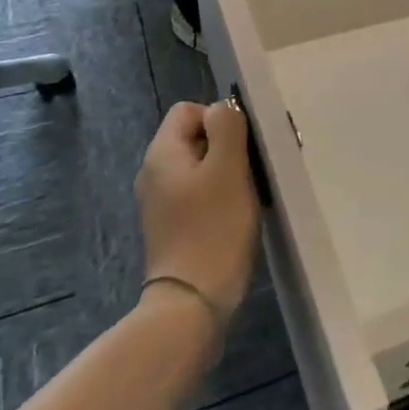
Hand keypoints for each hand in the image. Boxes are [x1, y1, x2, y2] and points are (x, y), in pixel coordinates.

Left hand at [136, 101, 259, 319]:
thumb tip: (223, 107)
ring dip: (228, 171)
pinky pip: (199, 193)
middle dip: (227, 145)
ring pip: (200, 166)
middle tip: (254, 167)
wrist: (193, 301)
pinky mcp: (174, 225)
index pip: (188, 109)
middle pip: (195, 137)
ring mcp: (162, 202)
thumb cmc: (213, 227)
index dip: (219, 117)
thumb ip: (227, 127)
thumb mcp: (228, 168)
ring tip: (250, 191)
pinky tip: (237, 214)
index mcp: (162, 153)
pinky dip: (219, 195)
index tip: (241, 145)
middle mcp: (154, 172)